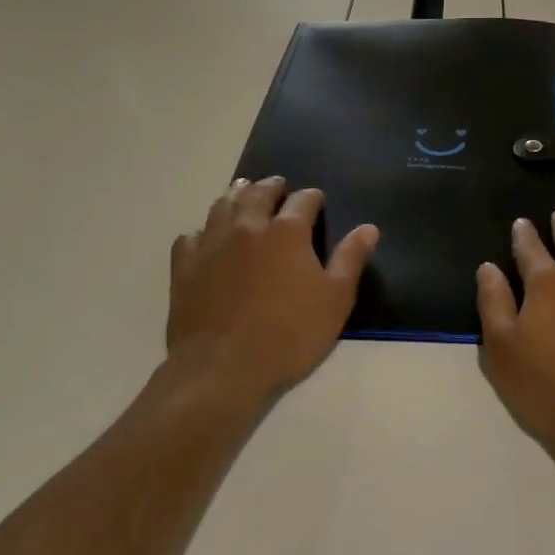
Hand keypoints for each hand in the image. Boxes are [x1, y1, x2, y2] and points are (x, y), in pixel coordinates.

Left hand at [162, 178, 377, 413]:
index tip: (317, 200)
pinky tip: (206, 237)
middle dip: (272, 186)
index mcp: (287, 231)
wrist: (222, 369)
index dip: (312, 197)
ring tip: (243, 193)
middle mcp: (247, 227)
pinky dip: (202, 230)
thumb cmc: (289, 333)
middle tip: (278, 186)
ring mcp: (212, 244)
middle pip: (258, 193)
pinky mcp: (185, 267)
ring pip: (223, 206)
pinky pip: (191, 236)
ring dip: (237, 196)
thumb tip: (369, 228)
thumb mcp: (335, 299)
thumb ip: (351, 259)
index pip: (303, 200)